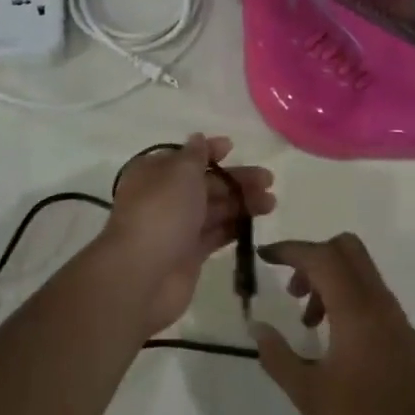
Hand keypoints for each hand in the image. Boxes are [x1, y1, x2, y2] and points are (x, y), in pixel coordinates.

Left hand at [104, 134, 274, 336]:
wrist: (143, 275)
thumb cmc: (162, 212)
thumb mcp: (180, 172)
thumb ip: (195, 155)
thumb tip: (198, 138)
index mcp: (154, 173)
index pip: (185, 156)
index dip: (210, 151)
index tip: (233, 148)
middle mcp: (164, 197)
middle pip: (205, 184)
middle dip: (235, 180)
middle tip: (268, 180)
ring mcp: (177, 228)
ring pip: (214, 209)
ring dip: (241, 203)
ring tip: (271, 203)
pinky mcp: (189, 255)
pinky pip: (215, 234)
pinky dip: (234, 227)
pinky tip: (256, 224)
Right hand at [254, 234, 414, 414]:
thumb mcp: (309, 394)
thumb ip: (278, 356)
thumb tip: (257, 327)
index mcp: (356, 309)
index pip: (320, 256)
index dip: (290, 250)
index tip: (264, 256)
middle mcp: (378, 300)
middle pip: (345, 248)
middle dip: (312, 257)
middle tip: (291, 289)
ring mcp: (394, 314)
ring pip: (358, 269)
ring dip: (328, 278)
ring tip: (307, 321)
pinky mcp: (402, 331)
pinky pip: (369, 291)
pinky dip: (345, 295)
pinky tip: (332, 335)